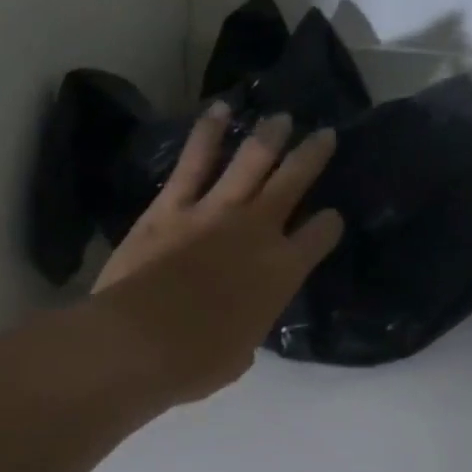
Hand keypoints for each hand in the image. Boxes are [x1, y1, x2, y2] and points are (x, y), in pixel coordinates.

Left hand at [92, 104, 343, 399]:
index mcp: (282, 272)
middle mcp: (258, 230)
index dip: (329, 224)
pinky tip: (219, 109)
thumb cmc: (196, 361)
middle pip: (294, 181)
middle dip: (313, 155)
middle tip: (325, 136)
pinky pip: (194, 161)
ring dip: (270, 136)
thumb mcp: (240, 353)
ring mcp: (214, 211)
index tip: (331, 218)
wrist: (141, 342)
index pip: (321, 236)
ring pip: (251, 160)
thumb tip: (241, 320)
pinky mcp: (172, 205)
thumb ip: (249, 326)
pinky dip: (207, 132)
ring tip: (282, 118)